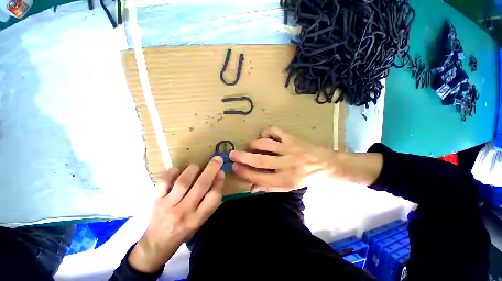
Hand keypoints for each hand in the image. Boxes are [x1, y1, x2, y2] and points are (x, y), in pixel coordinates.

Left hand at [128, 157, 224, 272]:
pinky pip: (164, 181)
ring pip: (183, 181)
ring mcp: (168, 205)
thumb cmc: (184, 231)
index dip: (219, 182)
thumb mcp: (201, 221)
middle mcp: (184, 212)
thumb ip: (211, 201)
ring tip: (197, 166)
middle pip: (201, 185)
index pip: (213, 197)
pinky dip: (172, 172)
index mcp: (198, 218)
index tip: (221, 172)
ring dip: (193, 169)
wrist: (157, 243)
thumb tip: (219, 178)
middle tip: (217, 159)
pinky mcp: (156, 199)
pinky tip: (178, 170)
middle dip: (211, 169)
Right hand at [229, 127, 338, 192]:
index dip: (245, 173)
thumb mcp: (288, 187)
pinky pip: (275, 131)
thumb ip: (269, 187)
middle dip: (243, 157)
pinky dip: (266, 132)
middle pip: (260, 161)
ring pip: (265, 144)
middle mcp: (286, 165)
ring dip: (254, 144)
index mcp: (285, 180)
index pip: (260, 178)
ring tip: (252, 146)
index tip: (234, 167)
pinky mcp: (292, 138)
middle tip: (231, 154)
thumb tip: (251, 188)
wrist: (326, 164)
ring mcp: (289, 149)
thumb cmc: (306, 177)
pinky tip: (265, 136)